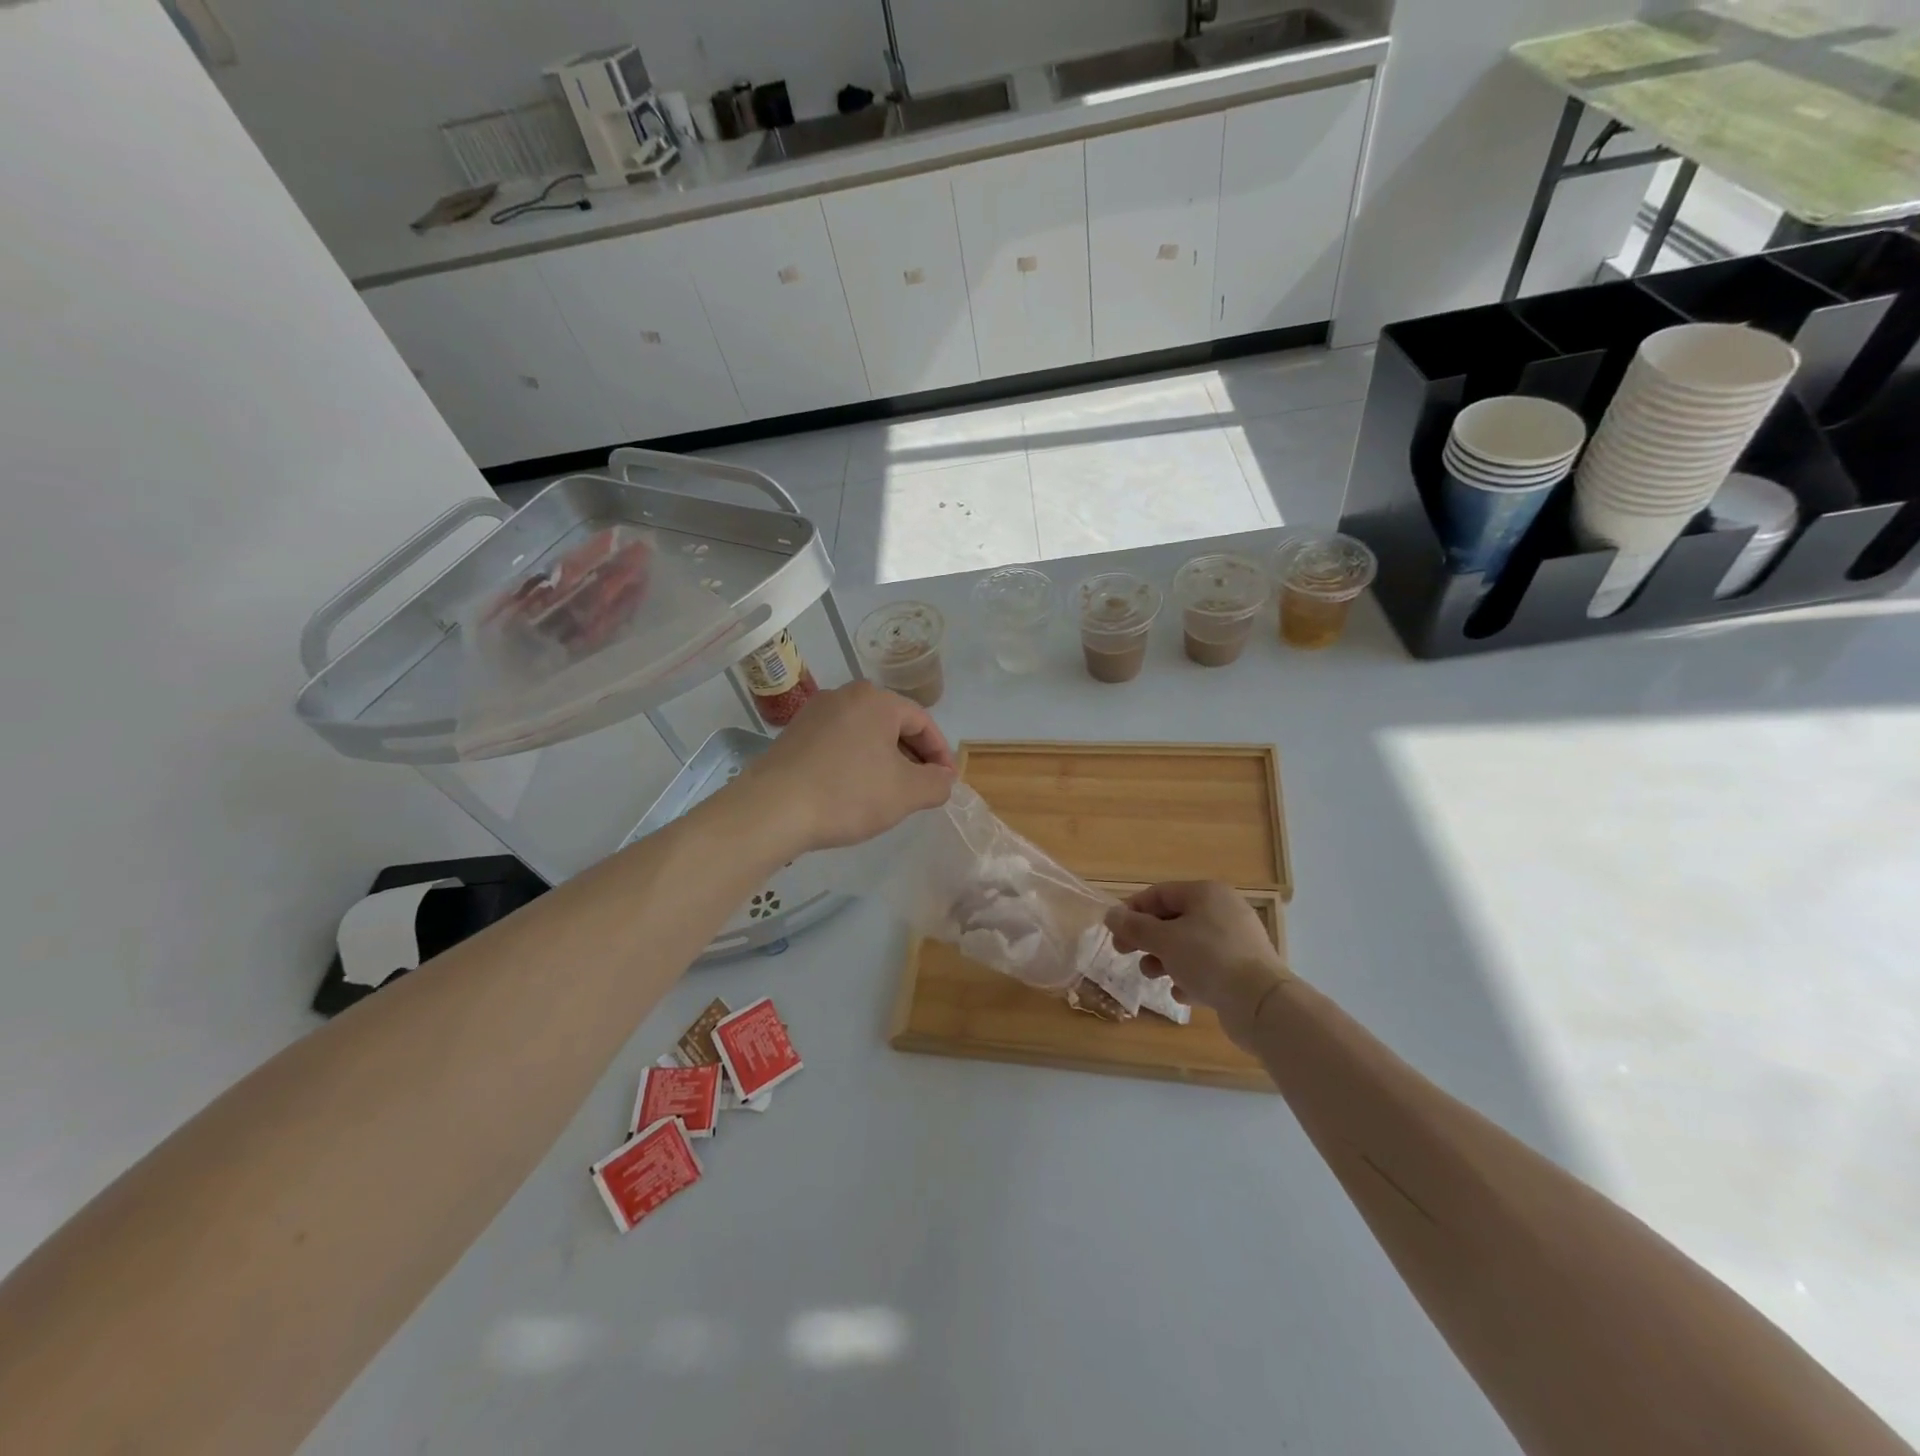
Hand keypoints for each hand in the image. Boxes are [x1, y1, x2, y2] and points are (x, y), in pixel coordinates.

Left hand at [739, 681, 955, 853]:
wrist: (771, 809)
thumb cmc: (847, 794)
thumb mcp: (906, 793)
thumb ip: (936, 783)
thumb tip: (942, 779)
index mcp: (876, 700)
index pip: (922, 721)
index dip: (940, 754)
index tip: (947, 782)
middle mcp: (844, 695)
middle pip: (892, 724)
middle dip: (912, 756)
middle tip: (922, 788)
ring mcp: (814, 713)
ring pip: (864, 734)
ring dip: (884, 760)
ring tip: (890, 793)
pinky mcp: (793, 734)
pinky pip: (838, 743)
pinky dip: (855, 762)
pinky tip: (853, 791)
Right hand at [1106, 882, 1292, 1044]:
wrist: (1261, 1004)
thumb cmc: (1208, 959)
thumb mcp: (1164, 940)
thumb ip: (1135, 927)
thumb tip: (1111, 915)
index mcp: (1206, 893)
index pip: (1159, 893)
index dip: (1132, 910)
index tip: (1114, 931)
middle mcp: (1223, 911)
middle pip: (1174, 919)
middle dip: (1147, 938)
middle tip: (1125, 953)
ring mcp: (1236, 941)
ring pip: (1189, 945)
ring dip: (1165, 960)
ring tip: (1154, 977)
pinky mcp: (1243, 969)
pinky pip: (1208, 967)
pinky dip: (1191, 977)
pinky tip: (1183, 994)